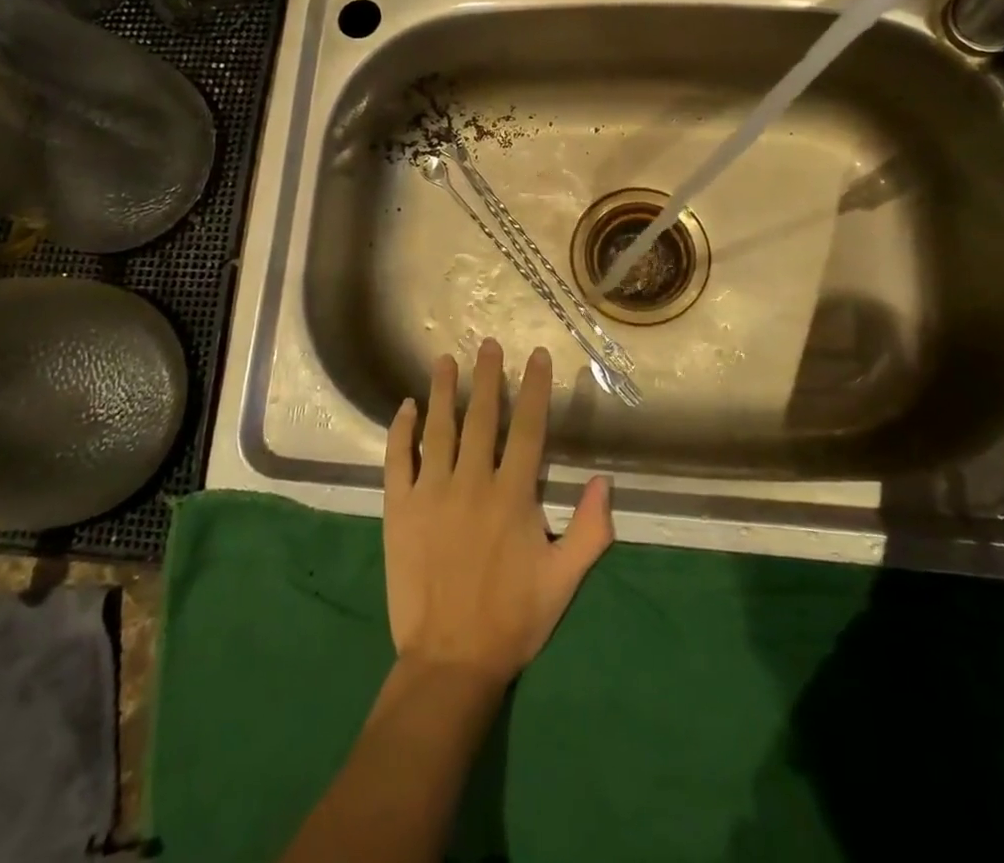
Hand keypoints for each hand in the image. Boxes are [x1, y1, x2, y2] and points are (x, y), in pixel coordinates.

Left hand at [383, 338, 613, 689]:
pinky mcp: (399, 508)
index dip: (533, 388)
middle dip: (487, 377)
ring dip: (442, 390)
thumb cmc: (512, 619)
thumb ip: (591, 530)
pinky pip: (397, 458)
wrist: (450, 659)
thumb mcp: (564, 580)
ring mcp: (431, 492)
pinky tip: (406, 407)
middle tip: (488, 344)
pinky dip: (401, 430)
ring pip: (438, 428)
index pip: (527, 428)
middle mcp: (471, 482)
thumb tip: (606, 481)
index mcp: (512, 495)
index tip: (535, 355)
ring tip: (445, 359)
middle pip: (481, 417)